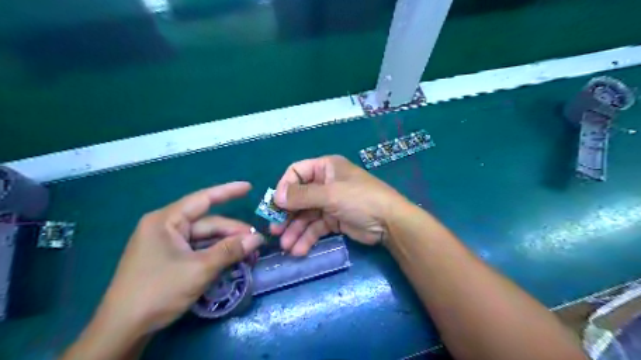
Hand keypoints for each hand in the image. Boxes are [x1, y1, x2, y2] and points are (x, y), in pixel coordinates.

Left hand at [99, 182, 262, 334]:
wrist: (122, 329)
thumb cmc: (159, 291)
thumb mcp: (200, 269)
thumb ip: (230, 251)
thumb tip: (258, 238)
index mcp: (166, 221)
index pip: (203, 199)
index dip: (228, 191)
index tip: (248, 187)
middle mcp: (165, 227)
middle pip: (207, 223)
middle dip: (232, 231)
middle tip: (256, 241)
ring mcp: (166, 244)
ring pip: (204, 238)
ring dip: (226, 244)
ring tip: (249, 251)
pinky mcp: (168, 258)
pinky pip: (197, 249)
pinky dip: (215, 253)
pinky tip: (231, 259)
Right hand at [269, 155, 410, 255]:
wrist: (390, 223)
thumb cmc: (360, 199)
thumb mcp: (330, 194)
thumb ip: (302, 196)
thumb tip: (276, 197)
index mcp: (325, 168)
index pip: (296, 172)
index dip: (284, 187)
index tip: (276, 205)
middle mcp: (325, 183)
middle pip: (299, 197)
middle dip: (287, 214)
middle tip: (275, 230)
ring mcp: (329, 202)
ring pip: (306, 215)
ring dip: (295, 230)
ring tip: (286, 247)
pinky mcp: (334, 220)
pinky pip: (316, 227)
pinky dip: (307, 238)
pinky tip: (299, 250)